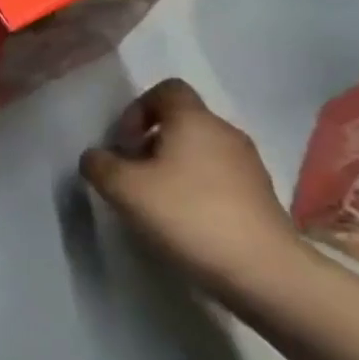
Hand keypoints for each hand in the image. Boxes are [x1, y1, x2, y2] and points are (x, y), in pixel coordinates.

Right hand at [79, 79, 313, 300]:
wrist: (263, 270)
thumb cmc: (188, 215)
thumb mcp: (124, 188)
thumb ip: (99, 165)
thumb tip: (96, 157)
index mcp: (194, 119)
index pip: (166, 89)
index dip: (138, 109)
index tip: (124, 143)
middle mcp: (225, 132)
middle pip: (181, 121)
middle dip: (151, 142)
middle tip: (133, 175)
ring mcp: (248, 164)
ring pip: (200, 151)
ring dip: (173, 167)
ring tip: (156, 202)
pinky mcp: (261, 196)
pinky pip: (218, 178)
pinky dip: (197, 189)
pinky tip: (185, 220)